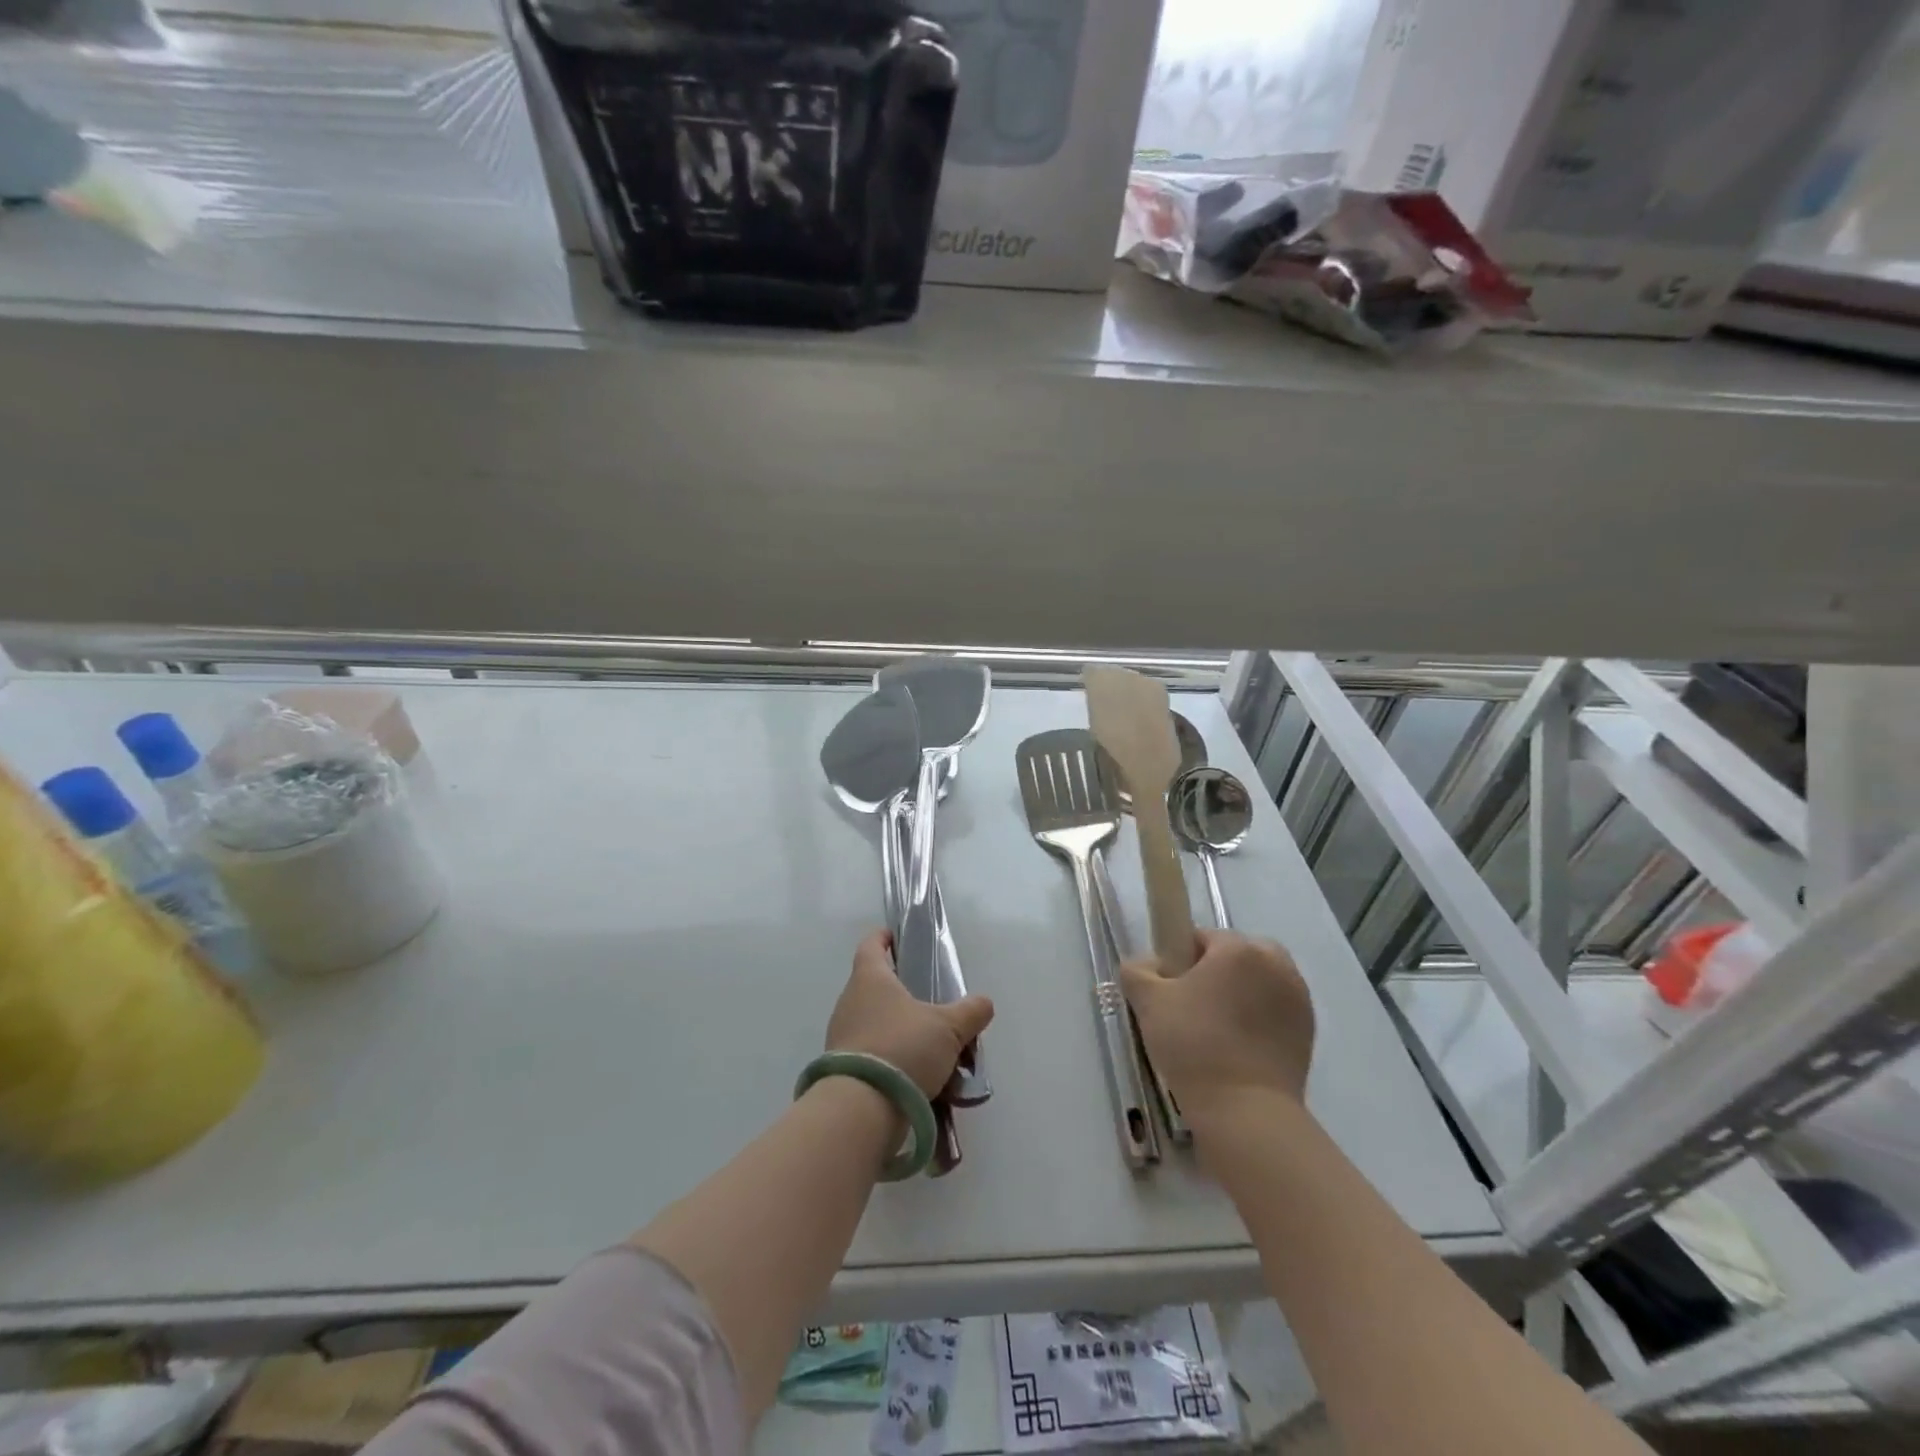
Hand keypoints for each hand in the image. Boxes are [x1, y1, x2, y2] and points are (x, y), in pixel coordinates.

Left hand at [826, 930, 994, 1098]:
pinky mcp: (842, 1069)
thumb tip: (985, 1002)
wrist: (860, 1109)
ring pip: (875, 1022)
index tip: (897, 937)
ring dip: (899, 1030)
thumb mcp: (948, 1029)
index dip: (884, 938)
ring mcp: (842, 1037)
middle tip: (931, 1002)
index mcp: (870, 978)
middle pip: (875, 986)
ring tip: (931, 1047)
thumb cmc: (903, 1048)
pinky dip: (892, 1059)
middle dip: (901, 992)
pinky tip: (918, 1076)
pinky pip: (872, 1054)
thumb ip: (970, 1012)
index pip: (871, 945)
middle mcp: (850, 1001)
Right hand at [1121, 930, 1314, 1121]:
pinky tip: (1238, 1047)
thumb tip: (1146, 965)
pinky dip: (1259, 1018)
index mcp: (1239, 949)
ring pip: (1259, 981)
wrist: (1245, 1111)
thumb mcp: (1148, 1002)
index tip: (1170, 989)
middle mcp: (1275, 964)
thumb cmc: (1194, 1045)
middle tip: (1192, 1007)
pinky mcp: (1308, 1031)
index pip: (1202, 937)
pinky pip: (1275, 1009)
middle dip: (1216, 972)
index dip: (1181, 960)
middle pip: (1237, 955)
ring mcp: (1298, 998)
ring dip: (1240, 994)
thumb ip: (1138, 970)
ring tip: (1216, 1030)